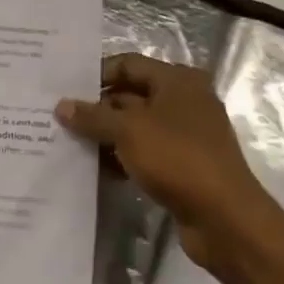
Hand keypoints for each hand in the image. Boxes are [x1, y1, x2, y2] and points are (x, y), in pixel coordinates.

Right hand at [56, 54, 272, 277]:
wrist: (225, 218)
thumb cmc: (177, 158)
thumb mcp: (128, 131)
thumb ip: (93, 116)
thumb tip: (61, 106)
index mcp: (178, 81)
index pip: (128, 64)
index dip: (96, 74)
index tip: (64, 90)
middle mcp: (184, 101)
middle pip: (131, 95)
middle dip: (97, 108)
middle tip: (59, 118)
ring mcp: (185, 135)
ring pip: (135, 126)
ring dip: (106, 135)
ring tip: (69, 143)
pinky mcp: (183, 165)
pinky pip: (144, 152)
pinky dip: (122, 157)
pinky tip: (95, 168)